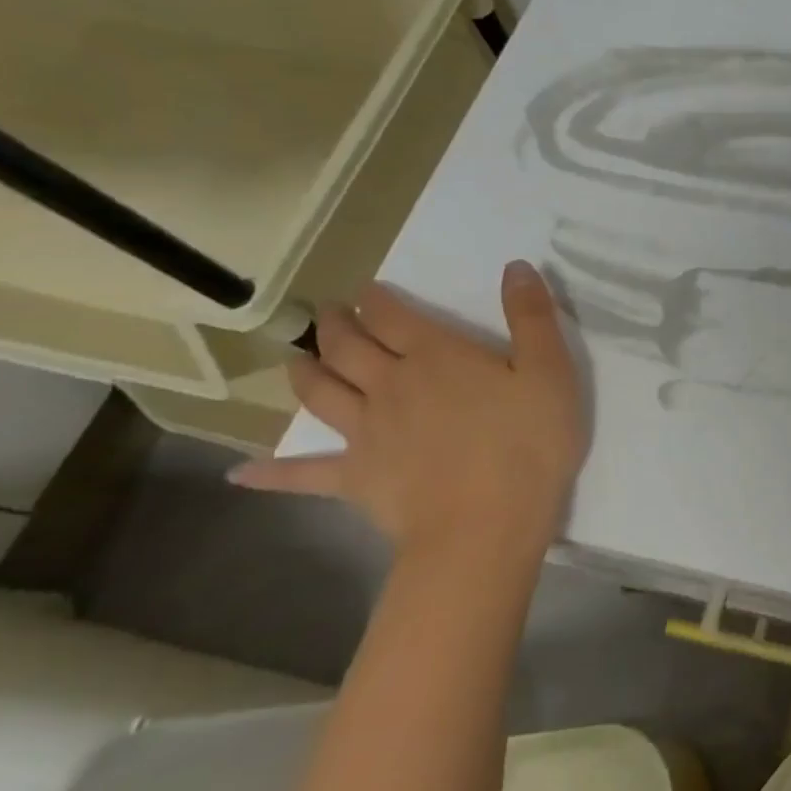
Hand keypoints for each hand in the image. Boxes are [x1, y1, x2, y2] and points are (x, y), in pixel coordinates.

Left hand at [231, 261, 587, 564]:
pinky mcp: (355, 479)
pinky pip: (304, 474)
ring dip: (305, 373)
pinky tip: (240, 474)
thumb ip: (532, 317)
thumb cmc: (528, 443)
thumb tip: (516, 266)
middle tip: (328, 314)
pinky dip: (271, 473)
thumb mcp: (550, 372)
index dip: (377, 299)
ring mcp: (366, 434)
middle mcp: (389, 386)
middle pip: (349, 348)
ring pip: (321, 395)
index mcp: (435, 357)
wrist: (486, 524)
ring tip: (296, 360)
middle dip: (336, 326)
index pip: (393, 316)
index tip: (367, 290)